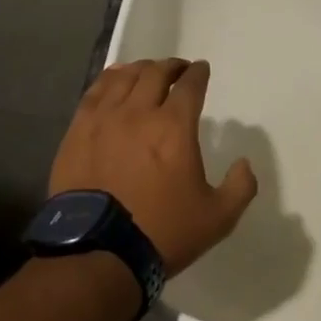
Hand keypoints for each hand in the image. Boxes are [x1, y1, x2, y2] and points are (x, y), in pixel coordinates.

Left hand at [50, 59, 257, 275]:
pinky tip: (114, 82)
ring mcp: (103, 120)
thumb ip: (241, 186)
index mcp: (174, 128)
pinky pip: (95, 92)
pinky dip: (110, 80)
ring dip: (141, 70)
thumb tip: (244, 163)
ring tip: (147, 73)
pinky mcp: (77, 132)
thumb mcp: (218, 217)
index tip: (201, 70)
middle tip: (178, 71)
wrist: (99, 254)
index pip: (190, 86)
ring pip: (123, 77)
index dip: (198, 74)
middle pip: (155, 73)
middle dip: (171, 67)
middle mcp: (138, 113)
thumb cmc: (162, 232)